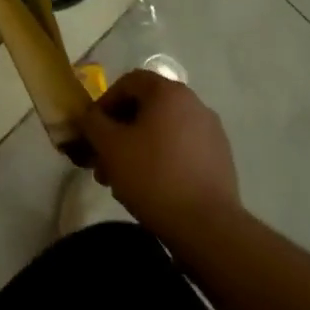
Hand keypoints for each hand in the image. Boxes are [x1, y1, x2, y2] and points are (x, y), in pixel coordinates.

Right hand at [80, 70, 240, 239]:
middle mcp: (193, 103)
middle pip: (146, 108)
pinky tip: (151, 188)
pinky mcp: (220, 159)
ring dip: (138, 148)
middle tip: (103, 161)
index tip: (93, 131)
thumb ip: (93, 123)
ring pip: (163, 131)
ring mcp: (211, 132)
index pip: (128, 82)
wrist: (208, 227)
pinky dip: (162, 160)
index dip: (105, 103)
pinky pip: (182, 149)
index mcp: (168, 92)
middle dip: (119, 132)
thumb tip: (89, 116)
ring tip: (122, 180)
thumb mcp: (110, 146)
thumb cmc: (153, 176)